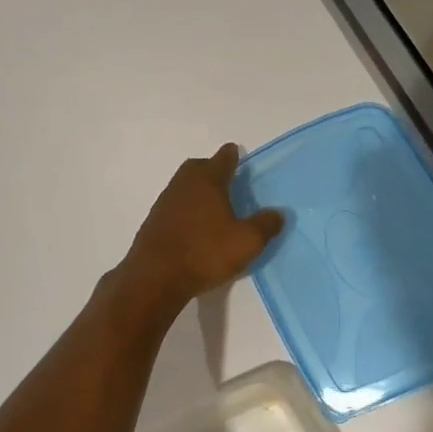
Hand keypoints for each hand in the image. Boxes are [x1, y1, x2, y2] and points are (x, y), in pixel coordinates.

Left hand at [124, 145, 284, 305]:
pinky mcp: (153, 222)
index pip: (223, 158)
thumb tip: (279, 213)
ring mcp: (165, 202)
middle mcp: (184, 184)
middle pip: (198, 167)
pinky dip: (186, 209)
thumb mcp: (247, 241)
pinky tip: (194, 226)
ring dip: (197, 190)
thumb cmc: (205, 252)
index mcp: (208, 180)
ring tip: (213, 205)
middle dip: (211, 169)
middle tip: (226, 179)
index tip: (236, 154)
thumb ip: (265, 225)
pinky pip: (174, 206)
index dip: (232, 155)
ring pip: (184, 186)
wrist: (155, 277)